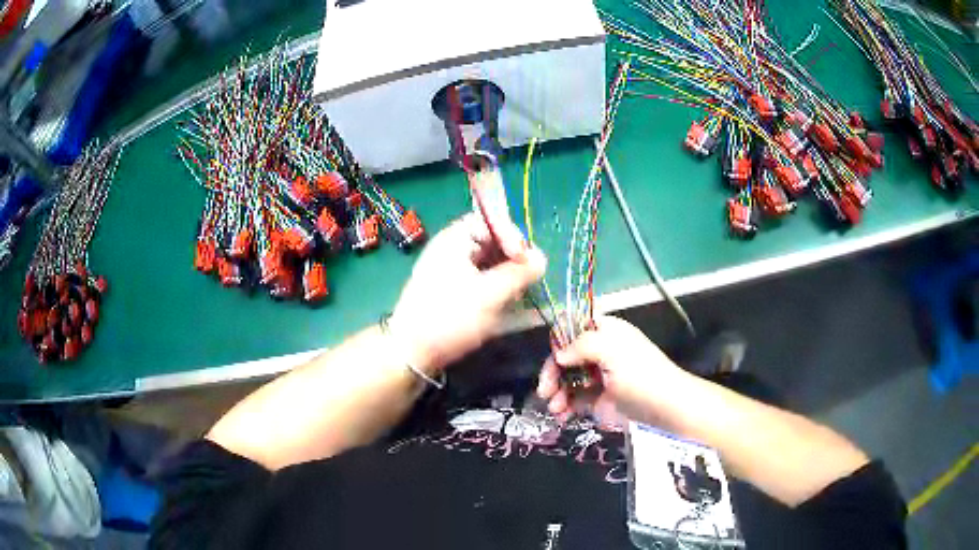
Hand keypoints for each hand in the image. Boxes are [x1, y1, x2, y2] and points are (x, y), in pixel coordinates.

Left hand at [389, 214, 545, 373]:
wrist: (410, 353)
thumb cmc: (450, 317)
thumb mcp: (490, 295)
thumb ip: (519, 273)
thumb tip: (542, 257)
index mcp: (455, 239)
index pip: (490, 220)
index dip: (512, 235)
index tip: (526, 260)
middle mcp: (451, 249)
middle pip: (491, 242)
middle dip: (511, 259)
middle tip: (524, 281)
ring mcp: (450, 271)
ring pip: (488, 263)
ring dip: (506, 276)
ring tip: (515, 296)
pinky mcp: (451, 292)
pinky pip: (480, 280)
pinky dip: (495, 288)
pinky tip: (504, 305)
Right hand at [536, 316, 688, 423]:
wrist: (665, 408)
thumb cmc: (640, 375)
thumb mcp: (612, 351)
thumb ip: (581, 346)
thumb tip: (558, 355)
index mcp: (605, 331)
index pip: (572, 327)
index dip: (559, 341)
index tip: (553, 361)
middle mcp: (600, 350)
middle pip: (565, 356)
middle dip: (553, 373)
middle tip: (544, 392)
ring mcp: (599, 375)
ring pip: (568, 379)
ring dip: (557, 392)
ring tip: (556, 410)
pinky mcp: (600, 397)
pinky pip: (575, 398)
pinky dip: (566, 405)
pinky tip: (562, 415)